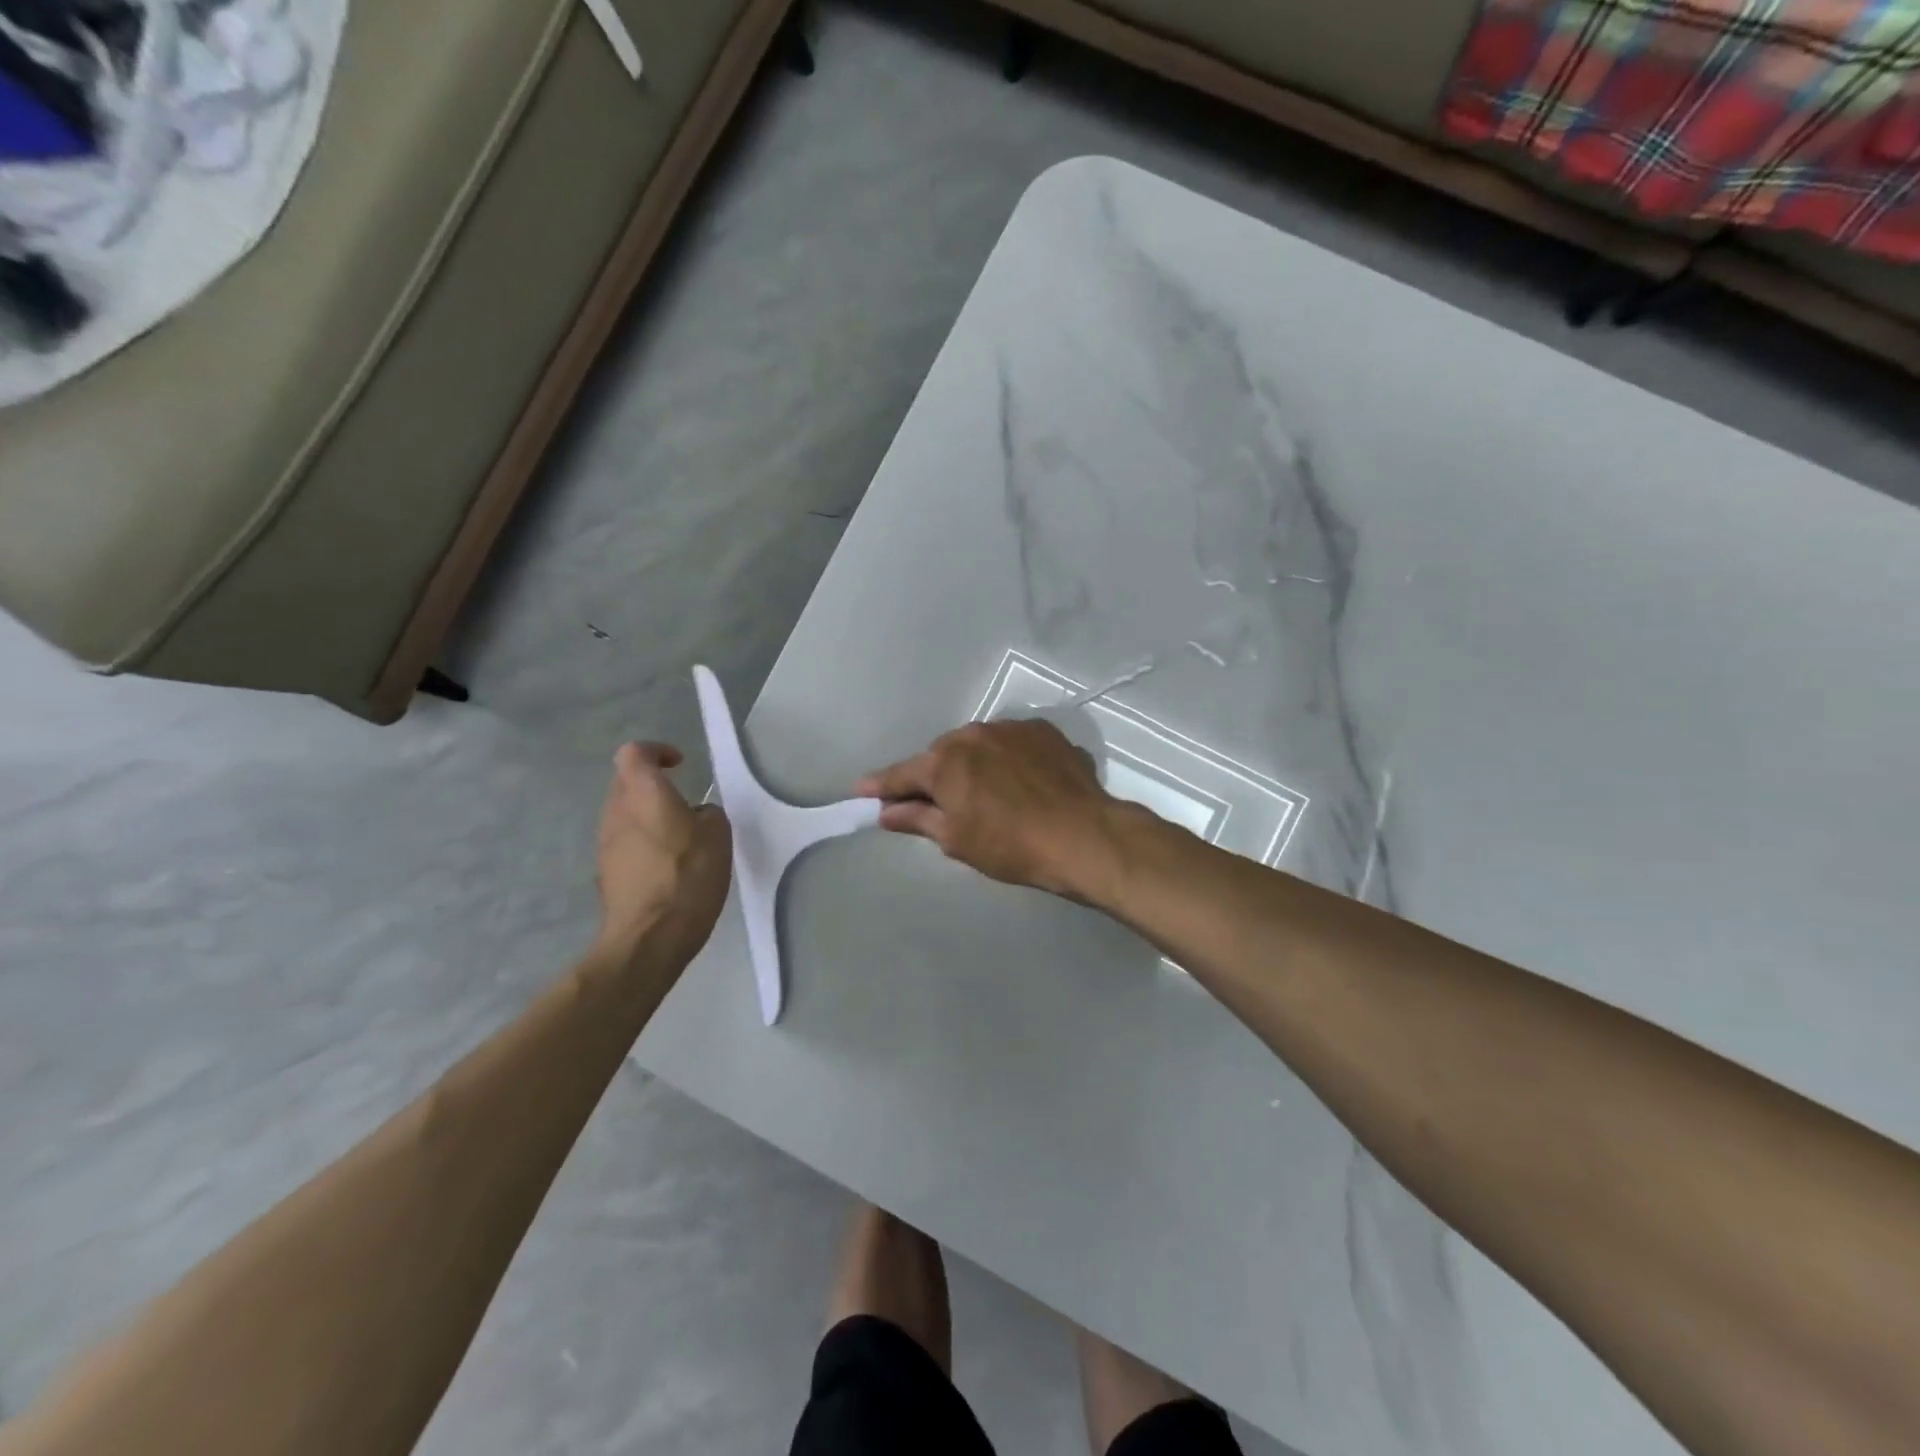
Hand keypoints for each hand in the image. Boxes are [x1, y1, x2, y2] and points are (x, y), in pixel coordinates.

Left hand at [595, 743, 732, 965]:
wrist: (650, 937)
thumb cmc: (688, 876)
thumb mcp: (719, 836)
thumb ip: (708, 814)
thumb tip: (696, 815)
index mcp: (643, 794)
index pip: (634, 753)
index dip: (656, 751)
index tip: (679, 764)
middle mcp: (616, 812)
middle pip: (626, 782)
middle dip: (652, 785)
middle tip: (683, 802)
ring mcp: (606, 843)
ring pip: (624, 814)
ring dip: (648, 816)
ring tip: (681, 838)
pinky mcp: (606, 872)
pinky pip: (625, 843)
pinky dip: (644, 844)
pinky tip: (669, 867)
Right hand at [856, 719, 1125, 899]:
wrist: (1082, 835)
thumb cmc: (1010, 845)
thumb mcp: (956, 839)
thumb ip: (918, 819)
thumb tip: (886, 811)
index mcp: (945, 762)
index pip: (902, 774)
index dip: (881, 785)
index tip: (861, 790)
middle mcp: (973, 735)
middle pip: (942, 755)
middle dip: (936, 776)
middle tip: (942, 803)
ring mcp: (1011, 728)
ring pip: (979, 745)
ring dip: (975, 764)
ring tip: (991, 793)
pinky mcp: (1044, 731)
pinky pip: (1012, 744)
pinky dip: (1008, 759)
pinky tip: (1022, 782)